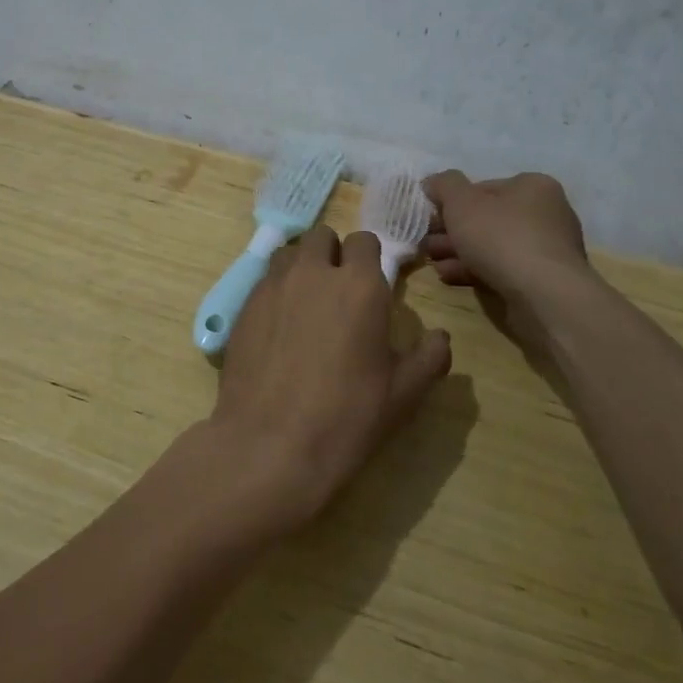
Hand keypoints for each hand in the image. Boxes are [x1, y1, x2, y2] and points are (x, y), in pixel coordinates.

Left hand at [208, 226, 451, 532]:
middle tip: (338, 292)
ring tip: (306, 304)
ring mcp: (273, 286)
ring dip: (302, 267)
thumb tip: (439, 337)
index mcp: (359, 285)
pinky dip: (275, 292)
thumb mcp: (403, 394)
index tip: (371, 286)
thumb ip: (429, 357)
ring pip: (289, 254)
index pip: (365, 241)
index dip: (369, 260)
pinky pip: (264, 282)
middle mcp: (314, 273)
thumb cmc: (346, 417)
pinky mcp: (243, 307)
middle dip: (333, 255)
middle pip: (323, 237)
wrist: (270, 445)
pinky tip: (279, 328)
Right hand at [421, 170, 588, 299]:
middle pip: (487, 218)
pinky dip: (474, 270)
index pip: (484, 187)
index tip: (430, 217)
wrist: (543, 295)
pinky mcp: (542, 280)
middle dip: (452, 231)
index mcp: (533, 186)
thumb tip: (433, 182)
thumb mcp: (462, 202)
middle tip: (426, 242)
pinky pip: (502, 269)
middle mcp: (546, 213)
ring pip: (492, 246)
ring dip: (459, 252)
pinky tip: (449, 276)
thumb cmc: (502, 237)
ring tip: (432, 261)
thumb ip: (444, 186)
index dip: (452, 201)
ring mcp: (546, 249)